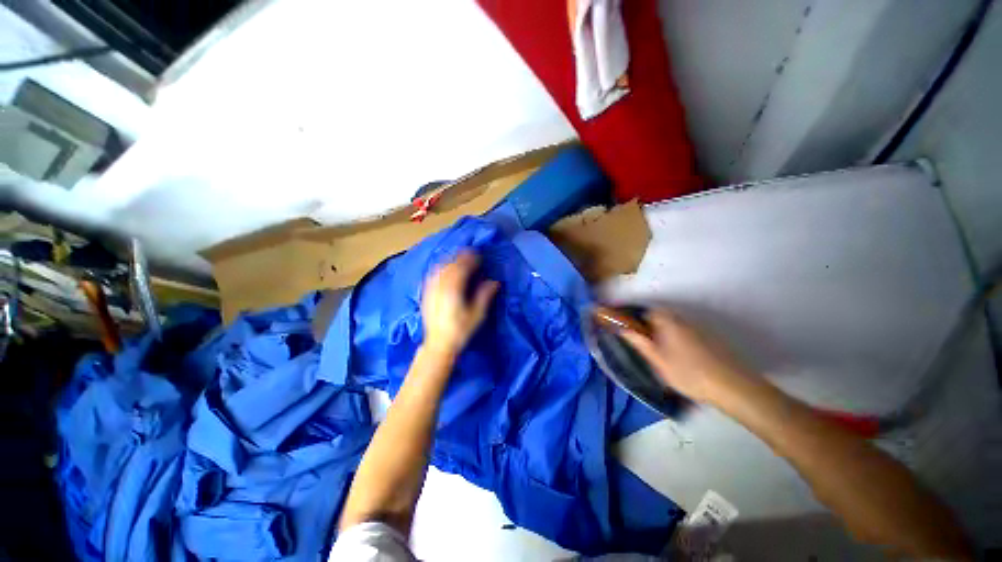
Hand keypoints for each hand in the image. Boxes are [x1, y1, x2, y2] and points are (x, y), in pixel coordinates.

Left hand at [421, 251, 498, 357]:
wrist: (438, 344)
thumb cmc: (460, 330)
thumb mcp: (477, 315)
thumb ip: (485, 295)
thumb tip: (495, 281)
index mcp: (453, 289)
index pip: (462, 267)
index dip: (471, 258)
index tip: (479, 254)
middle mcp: (440, 285)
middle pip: (450, 264)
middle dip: (461, 256)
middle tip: (471, 254)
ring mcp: (431, 289)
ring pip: (440, 267)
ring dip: (450, 260)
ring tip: (459, 258)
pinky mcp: (426, 293)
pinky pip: (433, 274)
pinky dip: (441, 267)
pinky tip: (445, 269)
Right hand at [620, 309, 752, 404]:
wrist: (731, 386)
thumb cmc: (688, 372)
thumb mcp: (658, 360)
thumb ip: (639, 343)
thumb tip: (623, 329)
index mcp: (668, 322)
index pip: (648, 311)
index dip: (637, 319)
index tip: (633, 331)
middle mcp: (683, 320)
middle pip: (662, 316)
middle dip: (651, 326)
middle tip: (647, 344)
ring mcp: (699, 329)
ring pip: (675, 325)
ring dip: (666, 332)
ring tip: (663, 352)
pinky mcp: (711, 338)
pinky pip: (687, 332)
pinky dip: (679, 339)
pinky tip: (682, 357)